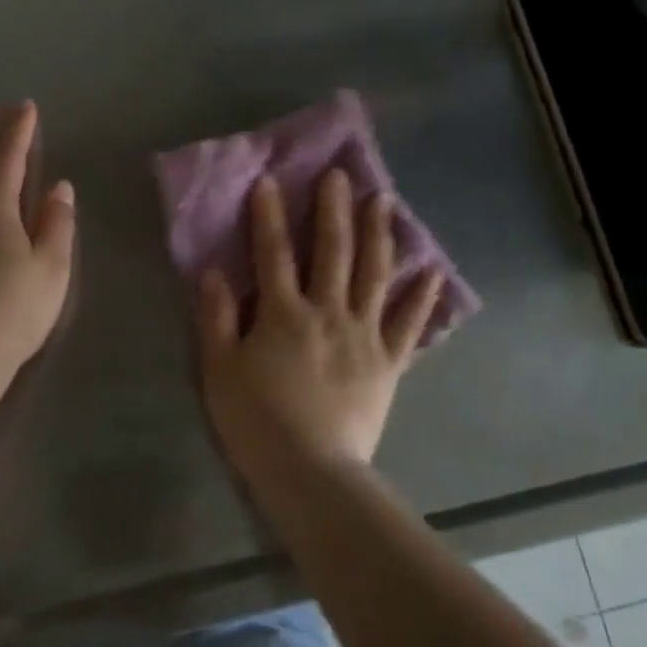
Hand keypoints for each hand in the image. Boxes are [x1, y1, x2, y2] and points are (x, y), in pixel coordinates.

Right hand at [196, 169, 443, 477]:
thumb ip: (216, 318)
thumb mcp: (220, 370)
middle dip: (333, 210)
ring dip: (378, 235)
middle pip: (333, 252)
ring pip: (374, 275)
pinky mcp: (388, 363)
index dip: (270, 216)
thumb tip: (214, 271)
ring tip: (384, 200)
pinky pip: (407, 325)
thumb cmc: (256, 422)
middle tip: (340, 174)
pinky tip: (432, 271)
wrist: (312, 472)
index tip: (270, 181)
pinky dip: (421, 298)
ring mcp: (364, 336)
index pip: (273, 253)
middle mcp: (328, 313)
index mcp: (284, 314)